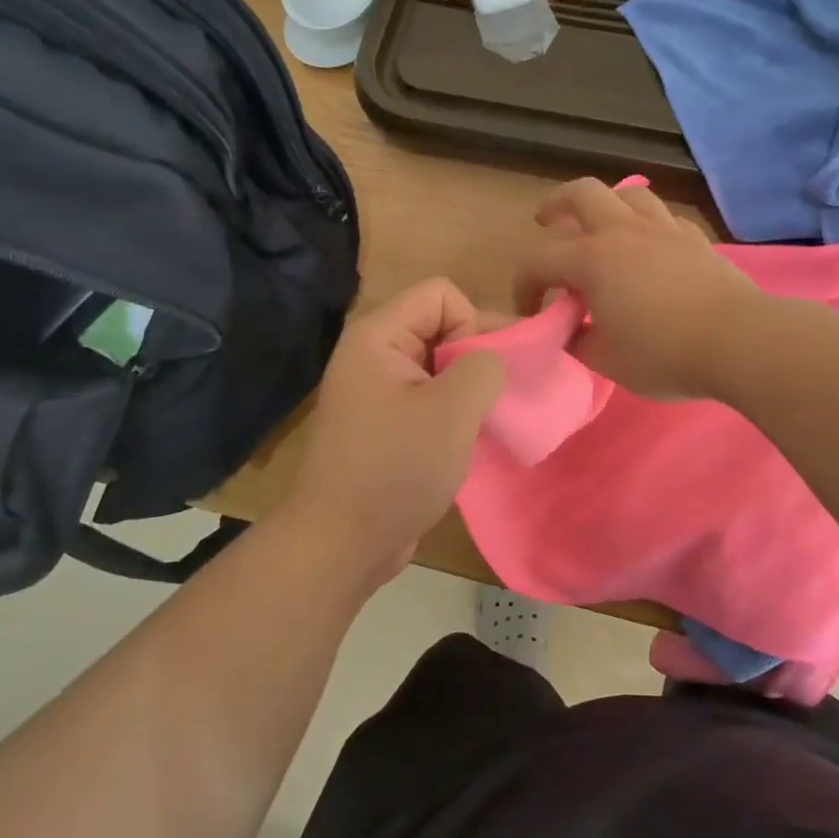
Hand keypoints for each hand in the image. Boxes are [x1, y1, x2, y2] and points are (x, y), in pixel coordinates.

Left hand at [286, 279, 504, 587]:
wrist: (342, 544)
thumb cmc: (396, 469)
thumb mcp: (452, 410)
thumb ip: (484, 366)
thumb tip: (493, 360)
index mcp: (378, 336)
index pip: (441, 293)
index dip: (471, 324)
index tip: (477, 374)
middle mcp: (374, 354)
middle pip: (442, 325)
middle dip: (476, 356)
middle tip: (497, 398)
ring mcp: (378, 390)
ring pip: (441, 364)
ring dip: (469, 388)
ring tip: (484, 421)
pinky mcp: (386, 423)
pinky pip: (430, 396)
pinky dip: (454, 411)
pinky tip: (467, 440)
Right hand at [514, 178, 760, 399]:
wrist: (738, 341)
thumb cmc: (664, 354)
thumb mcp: (606, 361)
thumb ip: (579, 341)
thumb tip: (572, 330)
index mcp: (592, 259)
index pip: (539, 260)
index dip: (524, 284)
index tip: (530, 311)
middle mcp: (624, 231)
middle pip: (581, 193)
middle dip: (556, 203)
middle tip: (547, 222)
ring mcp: (664, 229)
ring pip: (628, 194)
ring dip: (606, 205)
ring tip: (601, 227)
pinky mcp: (695, 238)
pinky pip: (663, 217)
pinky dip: (647, 225)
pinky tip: (649, 246)